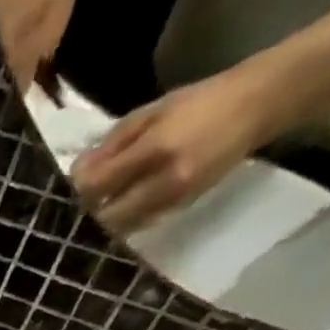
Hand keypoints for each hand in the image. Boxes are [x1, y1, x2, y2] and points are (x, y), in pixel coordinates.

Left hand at [71, 65, 284, 233]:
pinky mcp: (180, 208)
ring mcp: (172, 199)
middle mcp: (162, 181)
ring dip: (105, 221)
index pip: (97, 185)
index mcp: (154, 150)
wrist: (258, 105)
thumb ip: (112, 143)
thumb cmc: (200, 101)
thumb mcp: (152, 111)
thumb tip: (76, 171)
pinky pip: (140, 224)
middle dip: (89, 211)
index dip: (78, 188)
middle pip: (105, 216)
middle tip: (83, 200)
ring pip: (121, 227)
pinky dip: (124, 221)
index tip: (71, 182)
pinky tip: (121, 208)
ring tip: (99, 206)